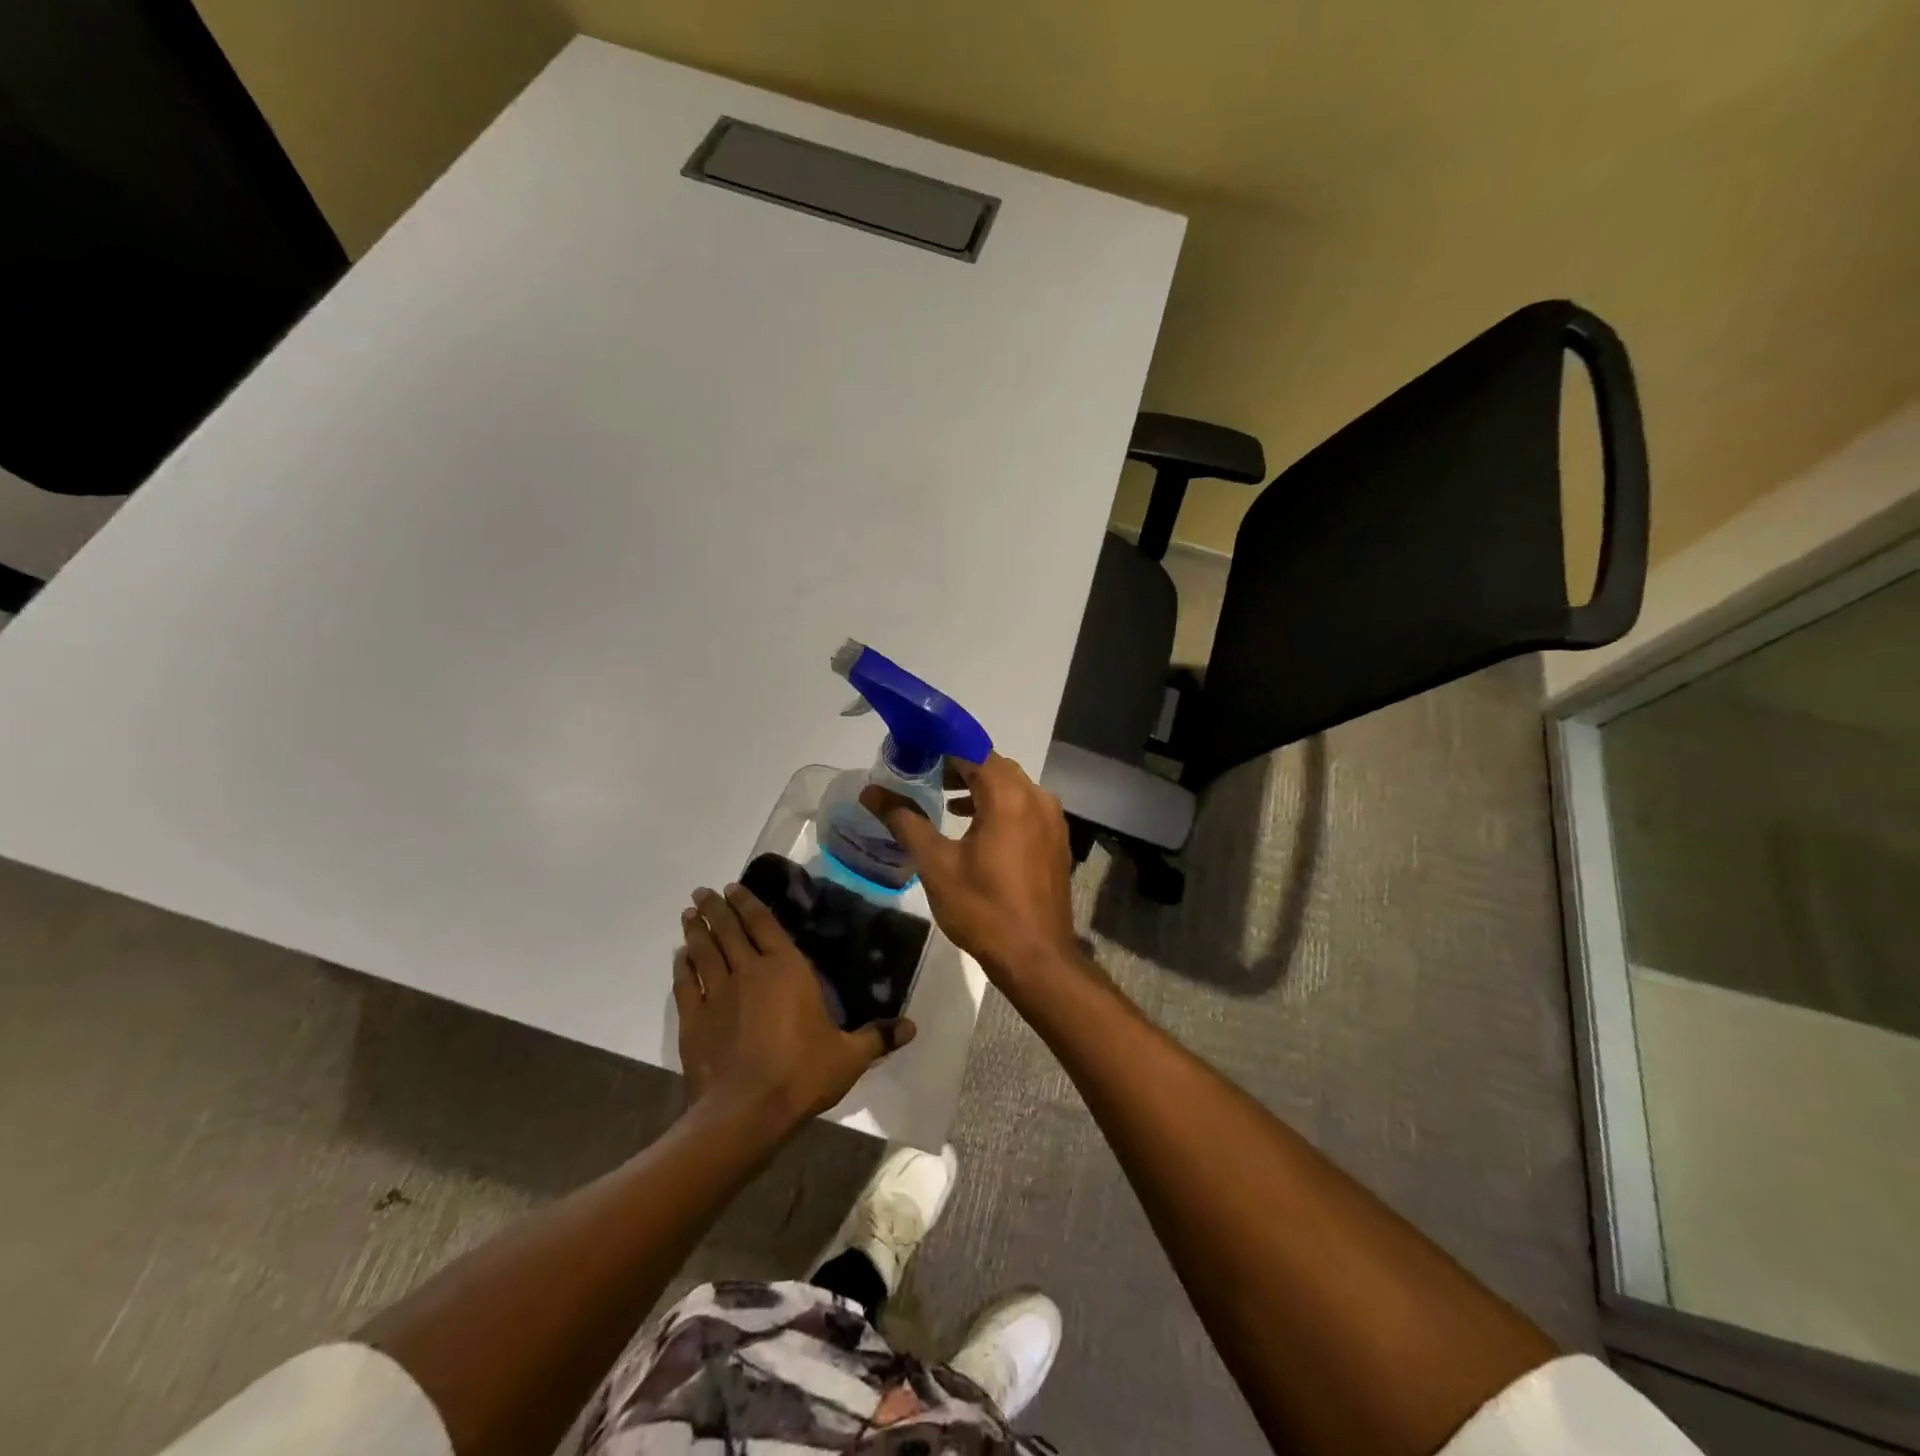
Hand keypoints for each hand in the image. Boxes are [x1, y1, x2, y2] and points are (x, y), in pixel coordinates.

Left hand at [675, 885, 914, 1131]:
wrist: (746, 1112)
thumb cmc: (801, 1074)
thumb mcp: (848, 1057)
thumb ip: (876, 1038)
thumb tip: (912, 1028)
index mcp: (786, 970)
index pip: (764, 924)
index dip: (748, 903)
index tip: (733, 887)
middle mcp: (748, 972)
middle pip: (728, 931)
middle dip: (715, 908)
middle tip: (702, 892)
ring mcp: (716, 995)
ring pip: (704, 952)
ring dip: (696, 930)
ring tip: (688, 914)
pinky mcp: (694, 1020)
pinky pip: (685, 984)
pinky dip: (681, 967)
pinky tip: (679, 958)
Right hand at [860, 753, 1080, 983]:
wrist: (1036, 957)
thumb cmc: (982, 908)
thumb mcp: (935, 864)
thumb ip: (904, 821)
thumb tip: (870, 792)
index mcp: (1008, 796)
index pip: (973, 752)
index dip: (942, 747)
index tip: (915, 751)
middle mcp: (1036, 798)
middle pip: (994, 766)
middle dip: (961, 766)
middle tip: (926, 775)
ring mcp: (1051, 819)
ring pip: (1012, 786)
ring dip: (980, 787)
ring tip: (946, 800)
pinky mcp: (1056, 839)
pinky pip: (1025, 807)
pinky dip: (1000, 806)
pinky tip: (977, 827)